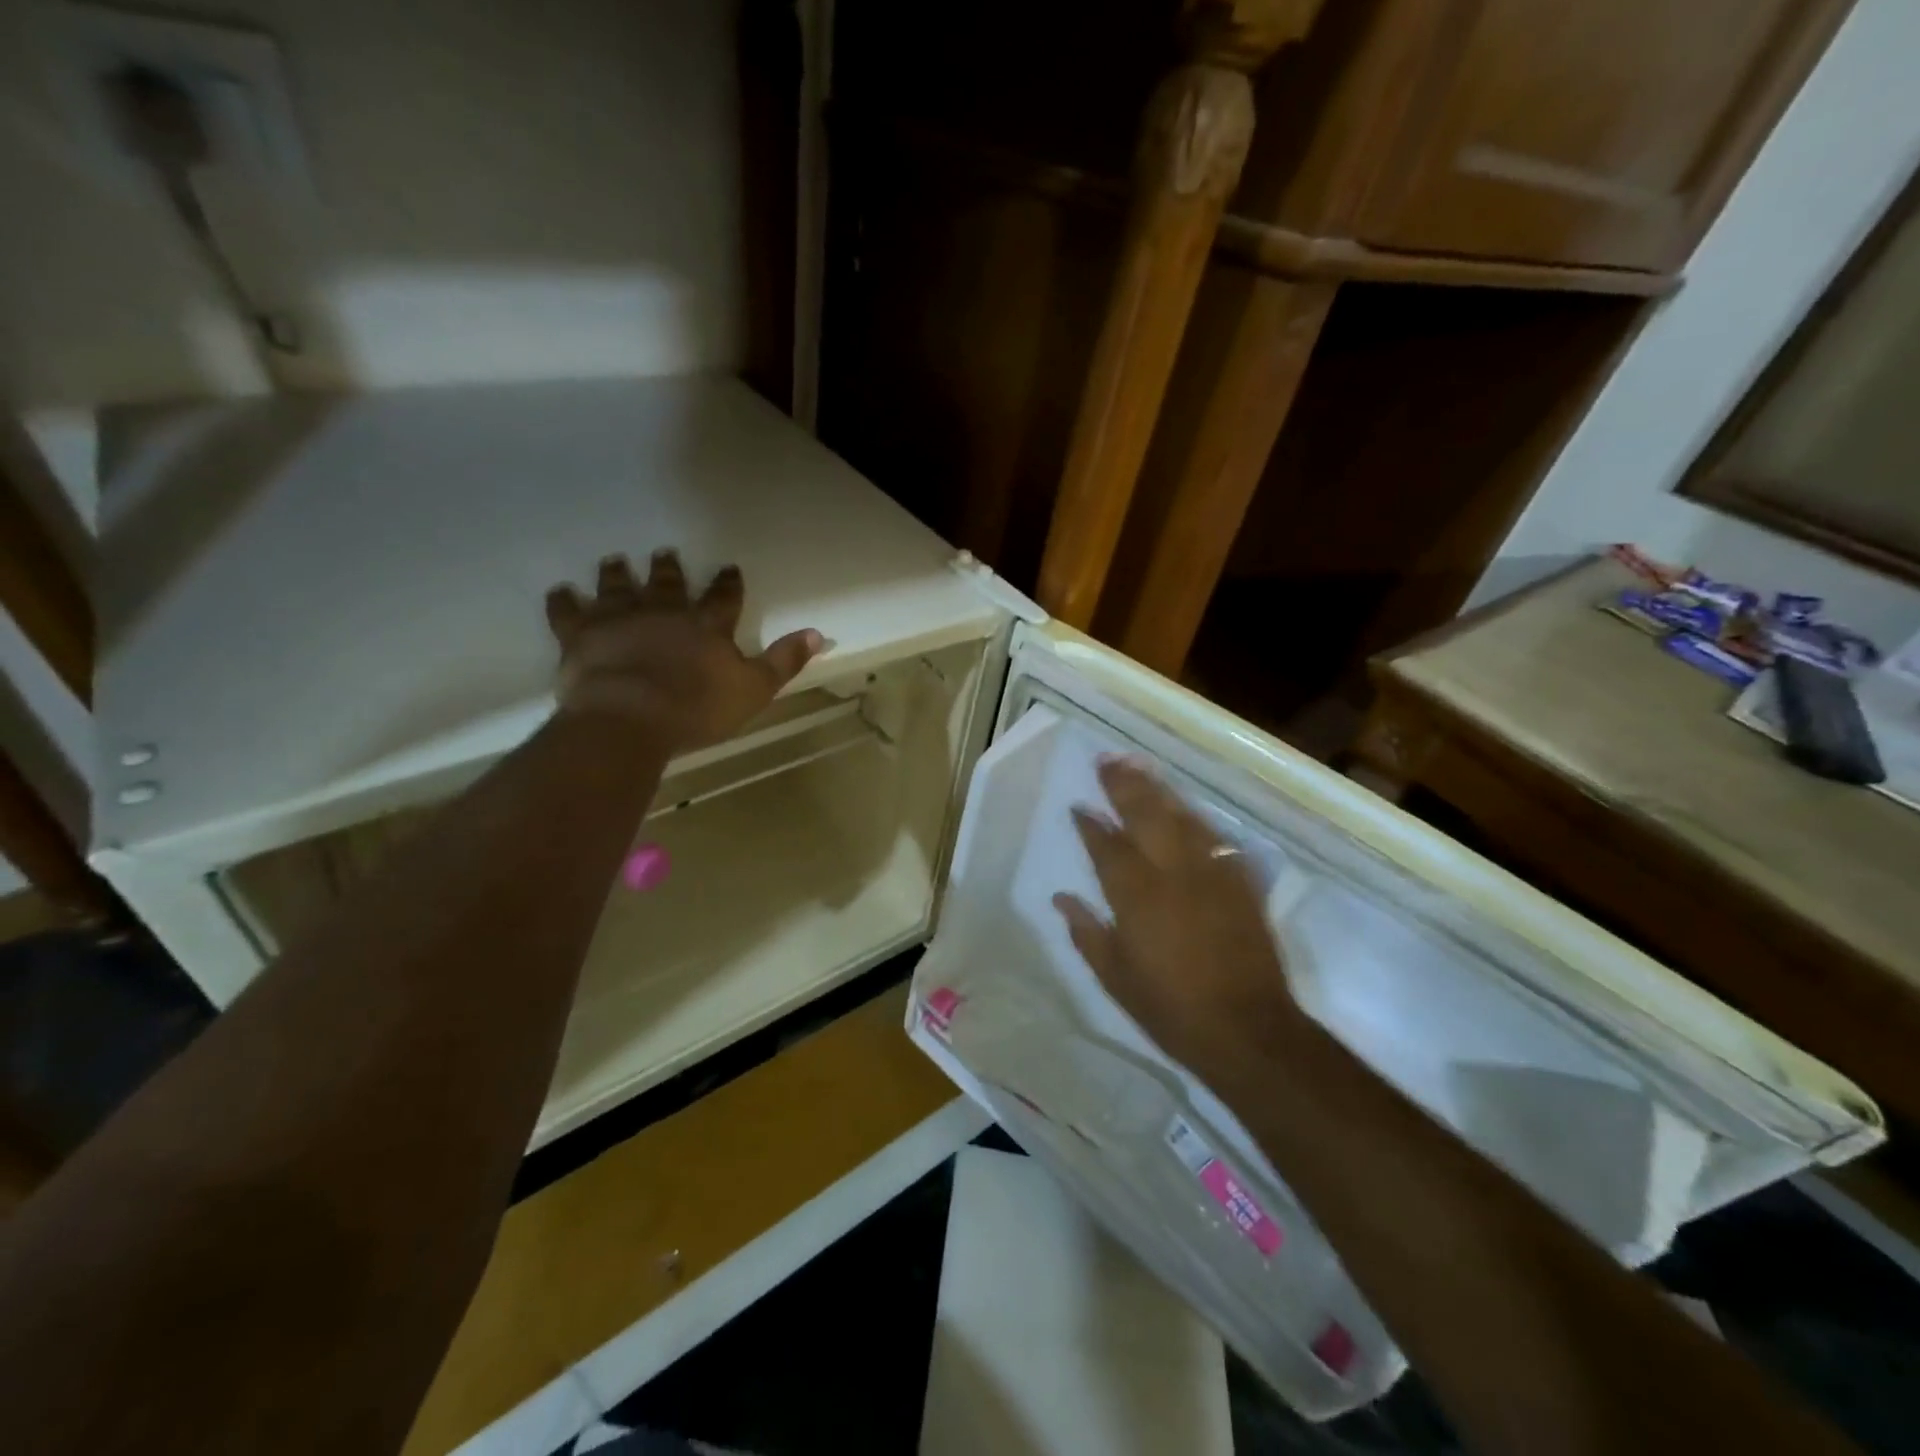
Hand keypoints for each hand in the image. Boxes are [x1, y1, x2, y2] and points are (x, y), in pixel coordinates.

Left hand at [545, 551, 821, 752]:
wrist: (631, 718)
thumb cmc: (698, 708)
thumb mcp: (754, 689)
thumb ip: (784, 660)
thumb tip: (818, 634)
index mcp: (706, 626)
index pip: (723, 597)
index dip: (728, 583)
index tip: (728, 568)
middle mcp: (664, 612)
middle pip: (668, 584)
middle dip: (668, 570)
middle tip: (664, 554)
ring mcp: (619, 619)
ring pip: (618, 587)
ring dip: (617, 573)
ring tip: (614, 560)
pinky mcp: (581, 635)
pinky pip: (568, 612)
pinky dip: (563, 601)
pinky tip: (559, 591)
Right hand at [1054, 757, 1299, 1078]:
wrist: (1248, 1030)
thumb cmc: (1171, 1009)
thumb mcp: (1116, 978)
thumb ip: (1087, 933)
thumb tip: (1061, 898)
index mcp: (1136, 895)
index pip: (1107, 845)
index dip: (1090, 824)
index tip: (1078, 805)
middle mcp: (1172, 872)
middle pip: (1144, 814)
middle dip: (1123, 785)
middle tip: (1106, 760)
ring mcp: (1210, 872)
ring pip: (1180, 816)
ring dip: (1157, 789)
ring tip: (1138, 766)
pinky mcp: (1239, 880)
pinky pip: (1213, 836)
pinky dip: (1194, 817)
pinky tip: (1183, 807)